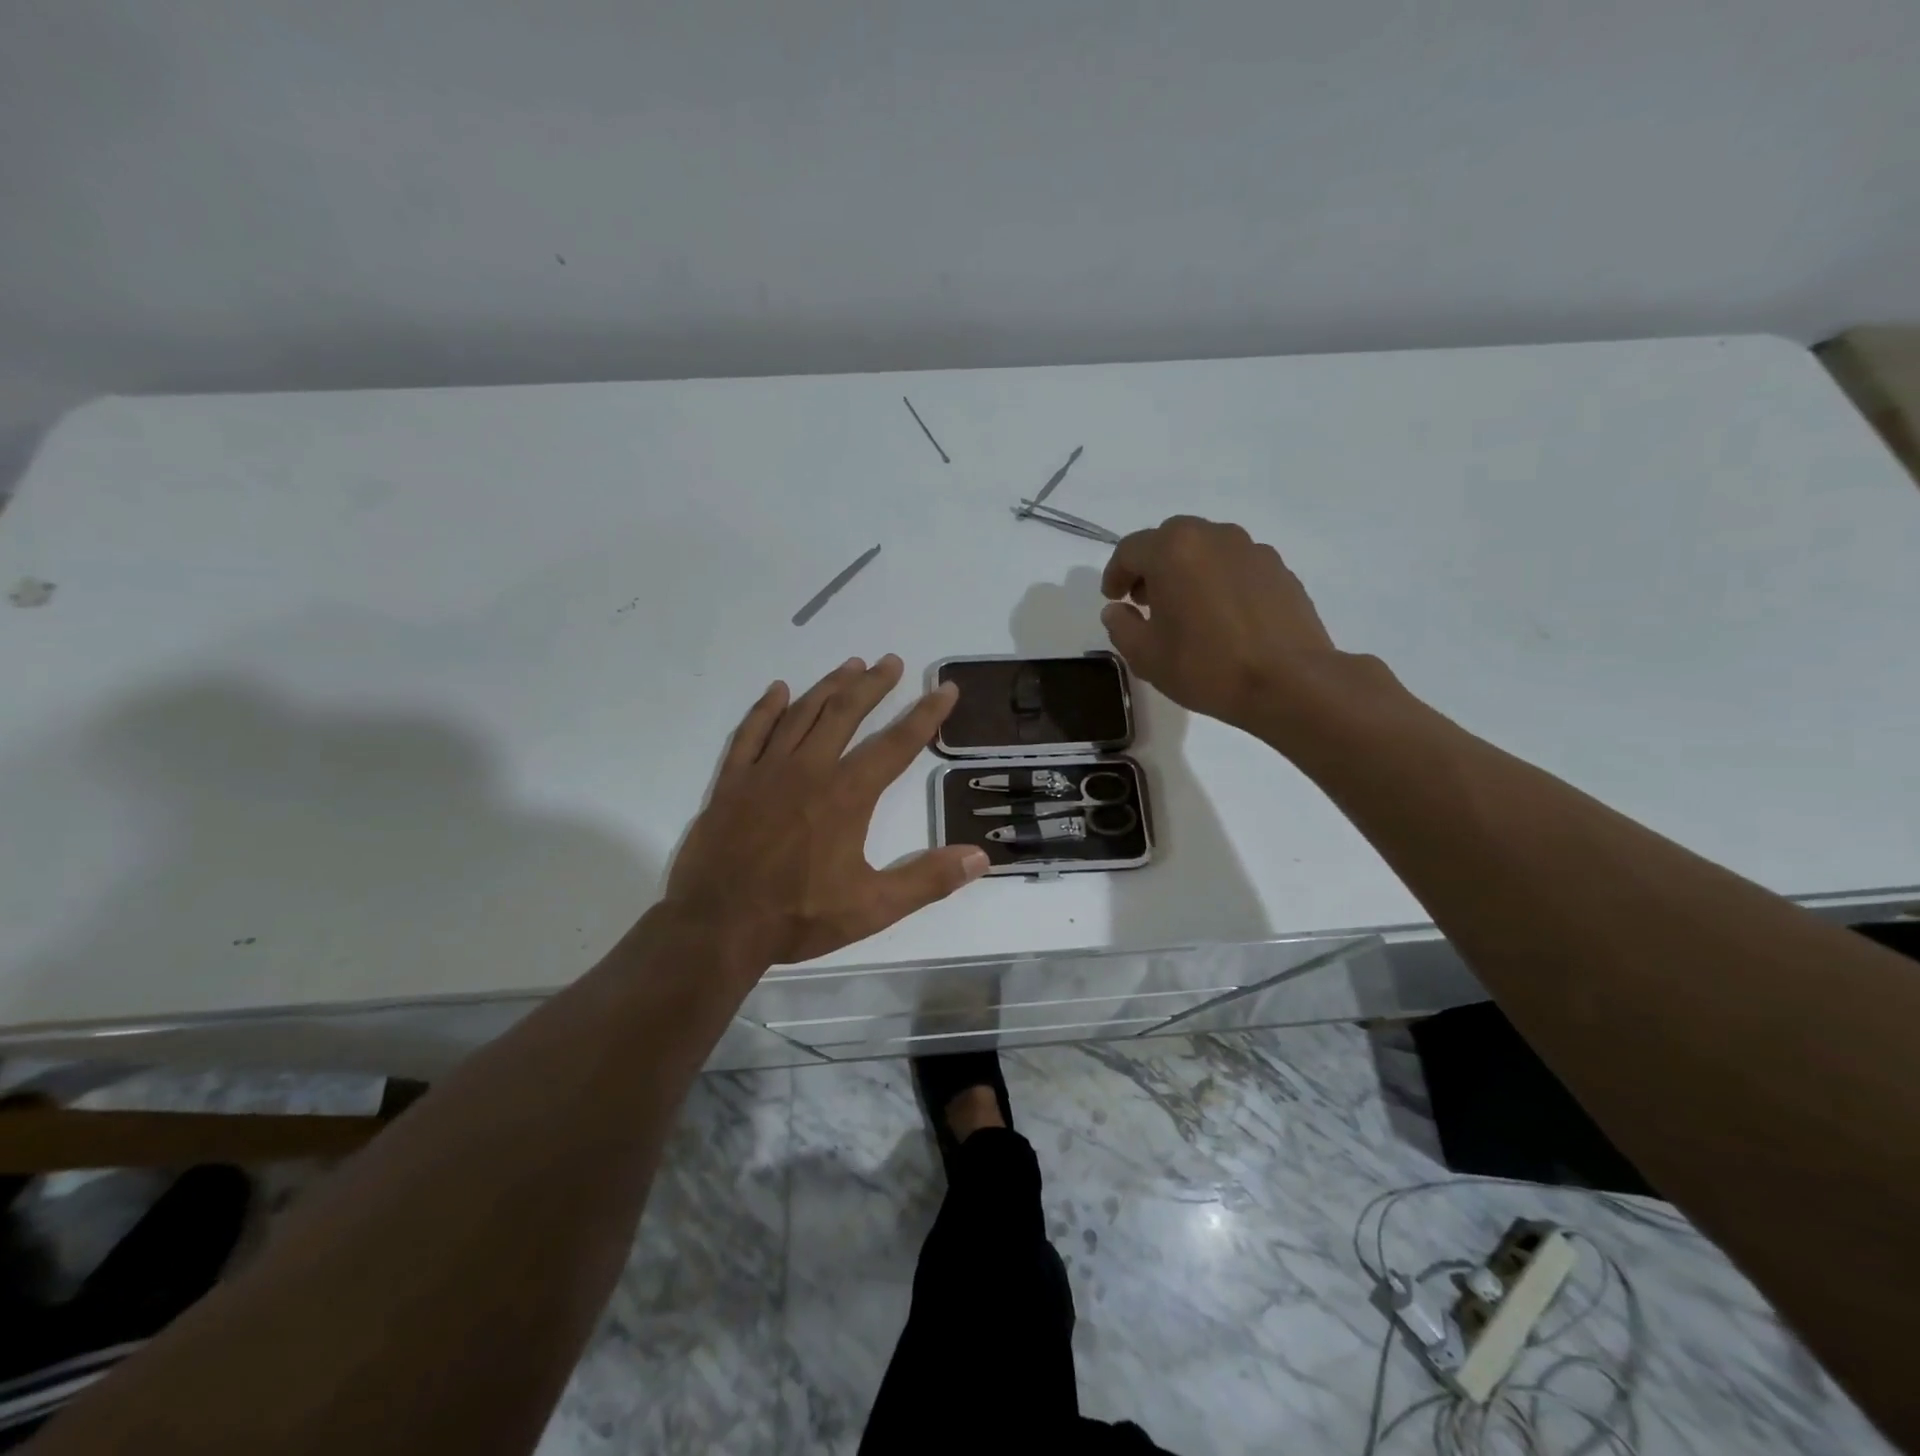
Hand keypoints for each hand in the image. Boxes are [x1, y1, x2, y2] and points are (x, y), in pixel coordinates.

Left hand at [664, 655, 988, 966]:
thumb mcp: (873, 907)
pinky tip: (778, 690)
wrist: (717, 926)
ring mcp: (766, 771)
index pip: (896, 744)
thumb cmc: (798, 916)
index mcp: (847, 795)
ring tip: (851, 665)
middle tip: (892, 661)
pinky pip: (750, 733)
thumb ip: (927, 880)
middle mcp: (809, 769)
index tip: (944, 688)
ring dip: (829, 686)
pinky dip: (766, 709)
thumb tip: (980, 857)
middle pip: (846, 713)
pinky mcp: (732, 782)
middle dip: (873, 684)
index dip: (925, 714)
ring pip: (802, 714)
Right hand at [1100, 516, 1341, 736]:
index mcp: (1173, 550)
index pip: (1130, 550)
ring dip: (1187, 570)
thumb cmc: (1206, 667)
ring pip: (1207, 549)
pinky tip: (1222, 616)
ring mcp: (1252, 550)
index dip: (1115, 574)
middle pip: (1170, 540)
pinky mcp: (1279, 569)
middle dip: (1152, 566)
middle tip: (1145, 601)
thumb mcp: (1146, 656)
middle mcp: (1213, 537)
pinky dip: (1219, 580)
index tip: (1113, 599)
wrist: (1289, 682)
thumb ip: (1121, 626)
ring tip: (1186, 609)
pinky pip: (1236, 565)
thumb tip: (1116, 610)